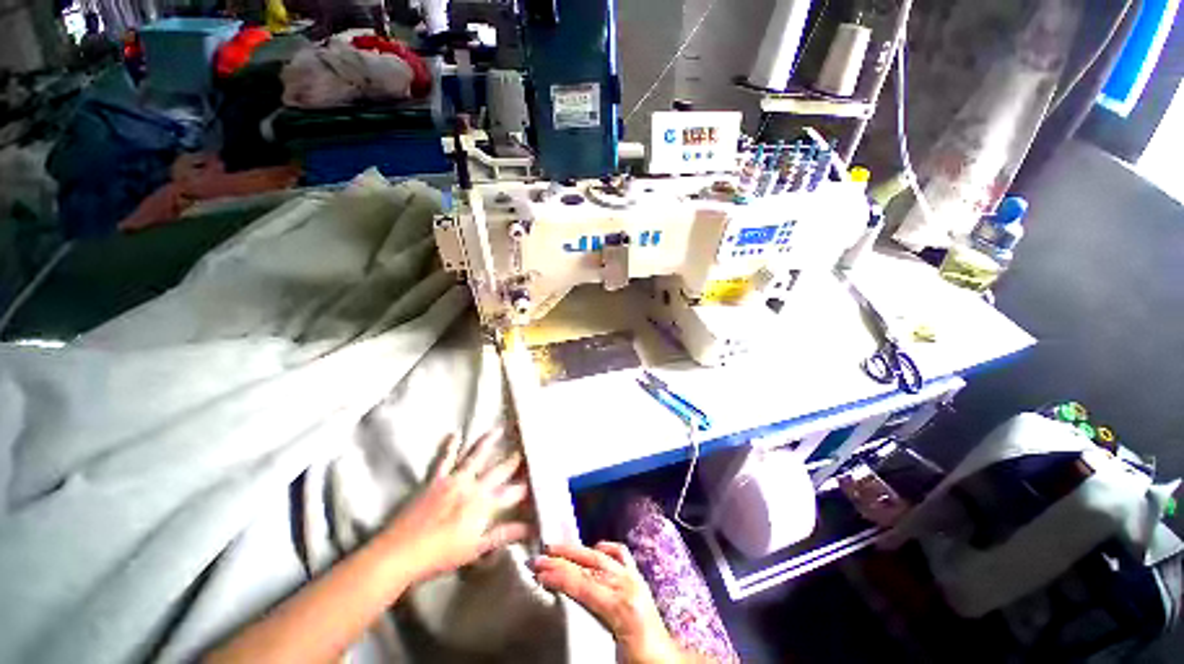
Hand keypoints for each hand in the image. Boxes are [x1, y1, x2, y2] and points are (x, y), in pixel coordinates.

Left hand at [381, 428, 531, 582]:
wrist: (401, 552)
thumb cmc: (441, 555)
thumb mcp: (477, 548)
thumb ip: (504, 534)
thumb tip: (530, 528)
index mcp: (484, 504)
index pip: (512, 492)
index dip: (526, 485)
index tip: (537, 477)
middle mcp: (473, 486)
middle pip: (498, 470)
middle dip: (513, 459)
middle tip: (525, 446)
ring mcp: (454, 480)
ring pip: (475, 456)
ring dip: (488, 442)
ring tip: (498, 428)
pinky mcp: (436, 479)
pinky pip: (445, 459)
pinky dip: (450, 446)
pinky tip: (455, 434)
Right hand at [532, 542, 681, 663]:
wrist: (666, 663)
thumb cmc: (637, 660)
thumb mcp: (607, 652)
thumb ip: (587, 627)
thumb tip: (562, 612)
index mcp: (619, 606)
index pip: (582, 584)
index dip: (559, 575)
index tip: (539, 571)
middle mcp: (626, 586)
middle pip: (588, 565)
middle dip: (562, 558)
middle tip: (539, 558)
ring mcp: (633, 578)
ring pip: (600, 556)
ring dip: (576, 551)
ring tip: (557, 549)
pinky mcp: (638, 578)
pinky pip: (621, 555)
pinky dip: (605, 548)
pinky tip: (595, 547)